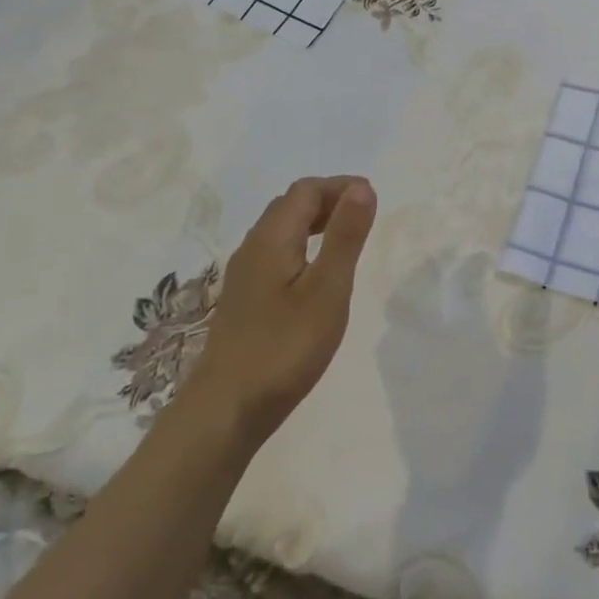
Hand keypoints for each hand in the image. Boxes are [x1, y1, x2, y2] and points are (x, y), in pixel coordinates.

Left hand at [183, 176, 376, 443]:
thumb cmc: (284, 348)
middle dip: (328, 200)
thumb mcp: (327, 289)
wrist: (225, 412)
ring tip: (346, 240)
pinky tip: (315, 275)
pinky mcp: (244, 300)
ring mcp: (244, 275)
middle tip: (363, 216)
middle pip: (290, 205)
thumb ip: (345, 236)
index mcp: (272, 237)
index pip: (306, 190)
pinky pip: (275, 253)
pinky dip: (302, 246)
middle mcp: (253, 247)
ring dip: (314, 223)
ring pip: (280, 230)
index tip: (373, 199)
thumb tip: (362, 187)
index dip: (340, 186)